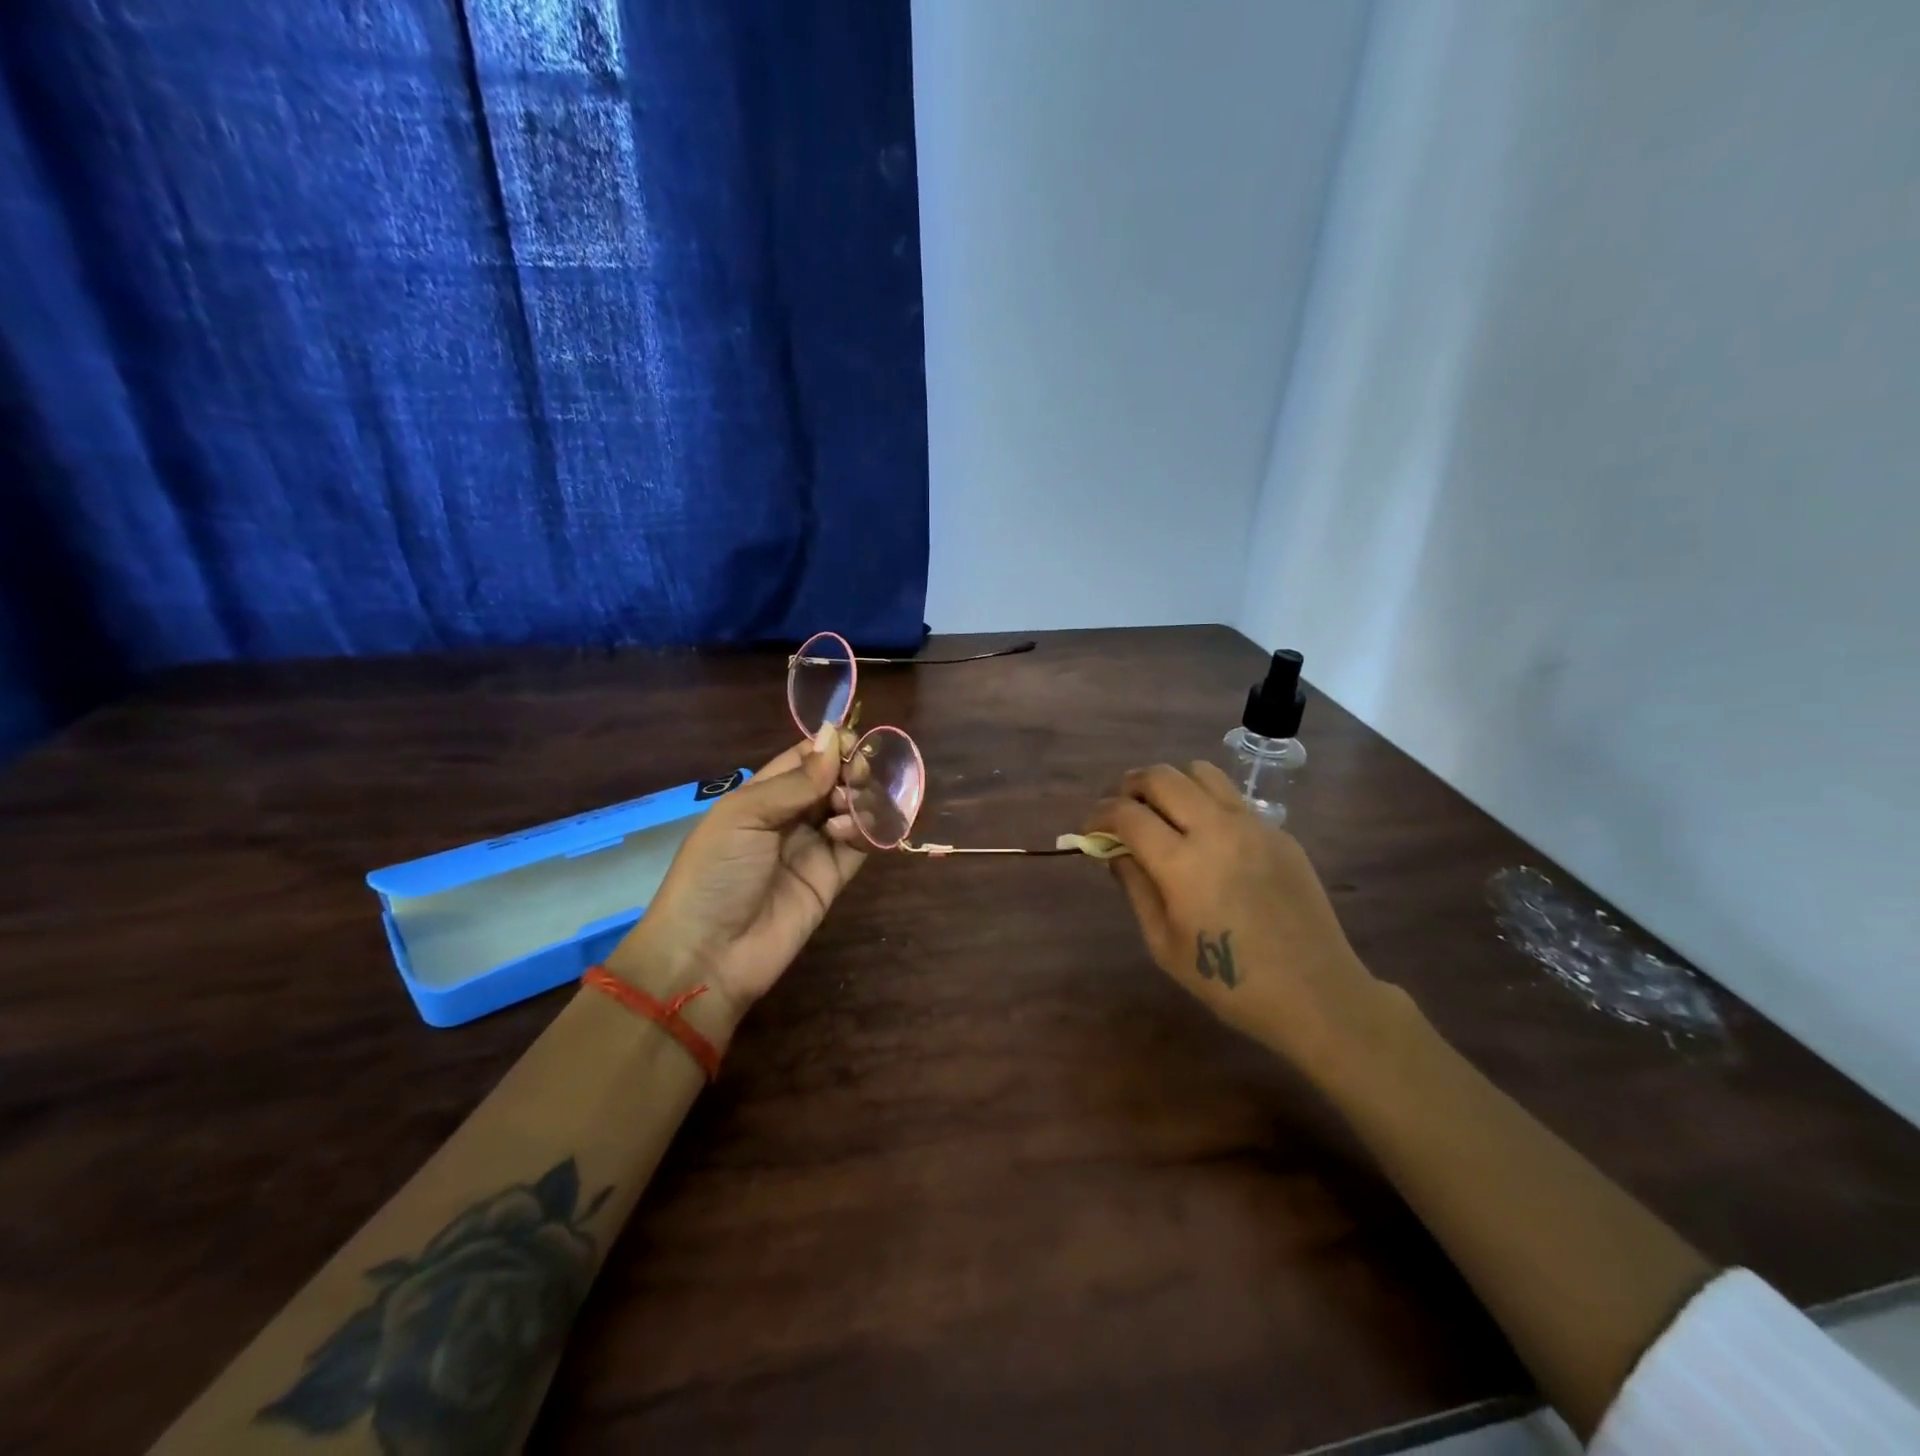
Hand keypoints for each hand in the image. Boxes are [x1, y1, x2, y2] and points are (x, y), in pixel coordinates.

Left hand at [608, 729, 864, 1027]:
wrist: (709, 954)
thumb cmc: (715, 873)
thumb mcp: (743, 816)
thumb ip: (795, 781)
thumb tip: (836, 737)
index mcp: (761, 796)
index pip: (803, 759)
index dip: (829, 747)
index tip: (853, 741)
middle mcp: (790, 817)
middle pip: (832, 781)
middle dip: (849, 771)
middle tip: (856, 776)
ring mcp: (814, 848)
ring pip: (850, 809)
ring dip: (858, 799)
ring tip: (848, 807)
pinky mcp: (833, 878)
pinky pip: (859, 844)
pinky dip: (865, 830)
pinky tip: (848, 831)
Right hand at [1086, 761, 1386, 1075]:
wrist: (1315, 993)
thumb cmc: (1229, 982)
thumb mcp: (1163, 944)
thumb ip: (1135, 887)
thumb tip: (1117, 851)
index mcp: (1181, 863)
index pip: (1126, 814)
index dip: (1099, 816)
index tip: (1090, 829)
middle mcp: (1216, 829)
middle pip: (1161, 776)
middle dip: (1129, 787)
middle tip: (1120, 810)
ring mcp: (1252, 825)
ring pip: (1200, 772)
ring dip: (1170, 783)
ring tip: (1162, 811)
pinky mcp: (1279, 831)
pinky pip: (1232, 797)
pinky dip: (1205, 802)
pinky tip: (1206, 837)